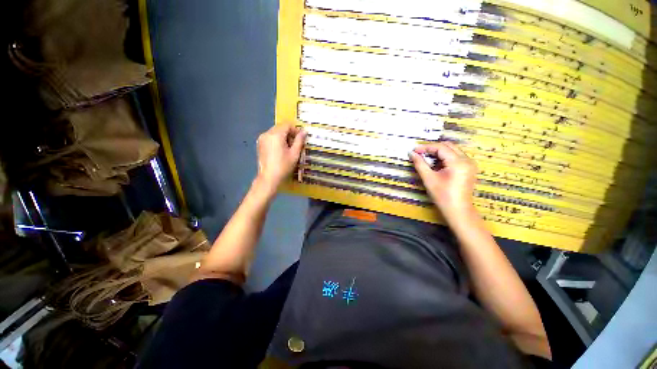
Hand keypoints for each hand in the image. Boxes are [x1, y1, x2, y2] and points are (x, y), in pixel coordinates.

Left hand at [255, 124, 306, 192]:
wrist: (269, 178)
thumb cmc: (283, 166)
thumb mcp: (294, 153)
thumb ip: (299, 140)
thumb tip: (304, 131)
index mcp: (276, 135)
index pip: (287, 125)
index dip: (295, 130)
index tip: (300, 138)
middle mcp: (267, 134)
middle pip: (280, 127)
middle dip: (289, 133)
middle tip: (295, 144)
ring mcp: (262, 139)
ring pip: (275, 132)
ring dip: (283, 136)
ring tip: (288, 148)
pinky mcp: (259, 144)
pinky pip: (270, 137)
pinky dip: (277, 140)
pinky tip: (280, 150)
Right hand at [409, 142, 477, 220]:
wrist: (457, 210)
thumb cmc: (442, 196)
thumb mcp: (428, 178)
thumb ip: (420, 164)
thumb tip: (412, 153)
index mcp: (458, 162)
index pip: (441, 147)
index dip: (426, 147)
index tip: (414, 150)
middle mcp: (467, 160)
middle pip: (448, 146)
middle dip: (432, 148)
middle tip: (419, 153)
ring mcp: (470, 164)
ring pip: (452, 150)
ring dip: (438, 152)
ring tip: (426, 158)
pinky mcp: (469, 168)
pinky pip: (456, 157)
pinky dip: (444, 157)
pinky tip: (436, 164)